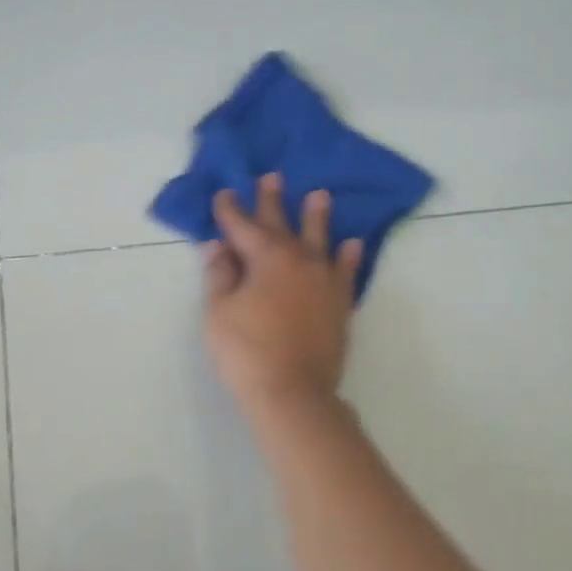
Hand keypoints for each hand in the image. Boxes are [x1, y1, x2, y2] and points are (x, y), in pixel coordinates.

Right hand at [203, 172, 364, 414]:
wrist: (292, 393)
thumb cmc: (246, 351)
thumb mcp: (219, 312)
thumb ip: (220, 275)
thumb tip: (218, 247)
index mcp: (266, 258)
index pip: (243, 226)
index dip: (231, 210)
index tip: (224, 193)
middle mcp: (299, 261)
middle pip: (282, 225)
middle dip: (272, 201)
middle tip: (272, 177)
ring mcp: (324, 282)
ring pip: (320, 240)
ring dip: (317, 217)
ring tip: (320, 196)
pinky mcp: (339, 304)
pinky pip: (346, 272)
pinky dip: (349, 256)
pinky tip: (352, 244)